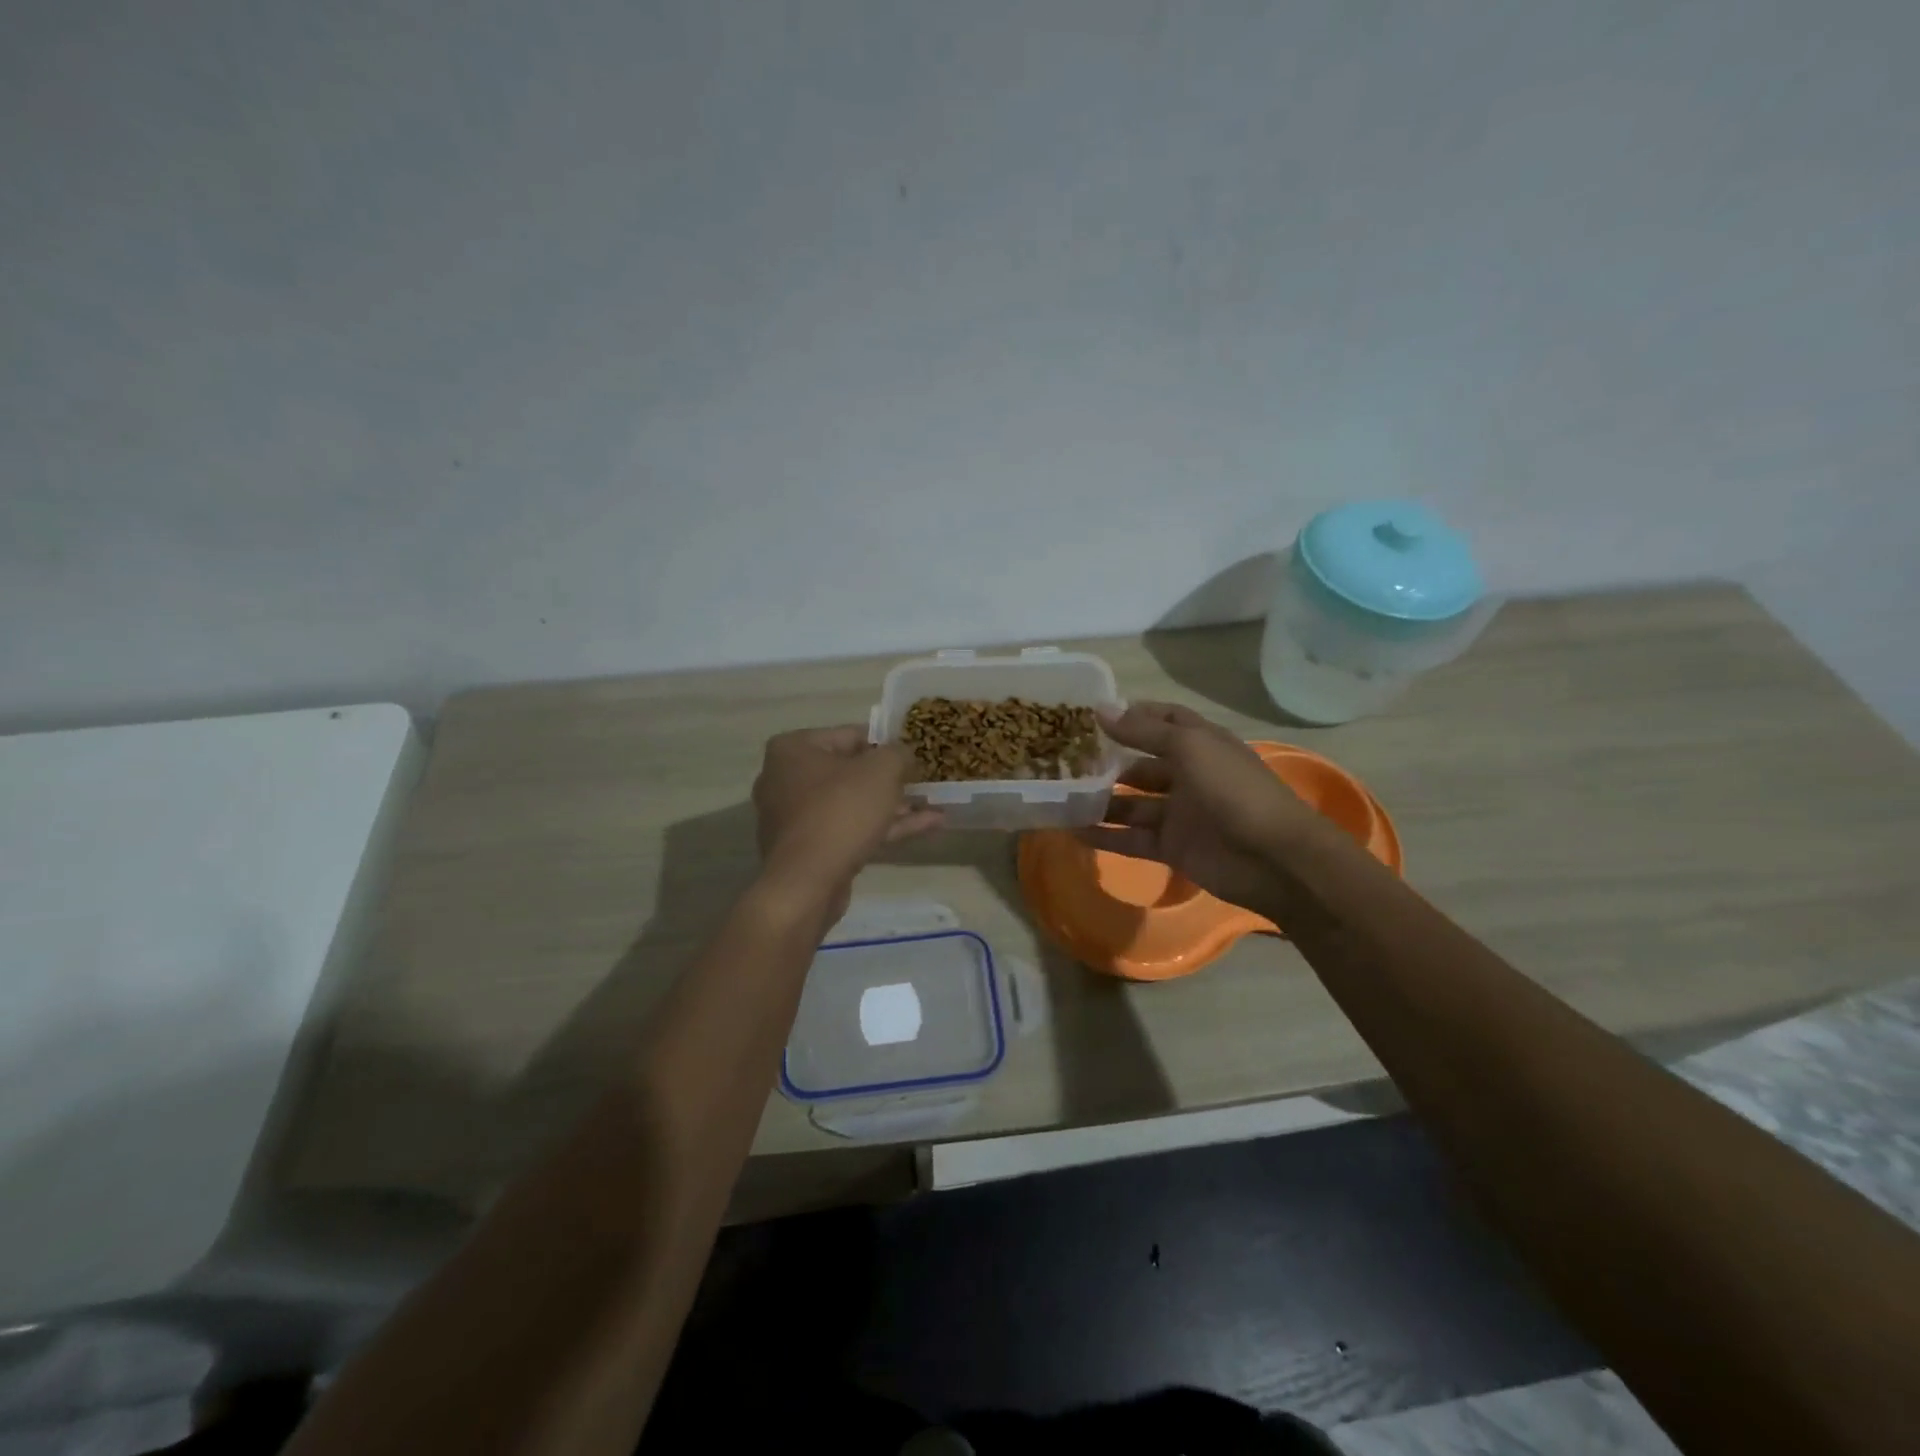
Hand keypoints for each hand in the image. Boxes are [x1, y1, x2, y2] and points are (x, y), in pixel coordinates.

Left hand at [752, 726, 942, 914]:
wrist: (807, 883)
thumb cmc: (841, 811)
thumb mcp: (881, 770)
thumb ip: (898, 753)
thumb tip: (904, 753)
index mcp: (793, 749)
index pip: (849, 735)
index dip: (887, 743)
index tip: (914, 753)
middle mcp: (785, 779)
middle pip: (850, 771)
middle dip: (891, 779)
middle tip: (924, 781)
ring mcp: (795, 818)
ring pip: (853, 804)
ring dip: (894, 806)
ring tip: (935, 807)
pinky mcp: (808, 850)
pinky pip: (851, 829)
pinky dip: (884, 827)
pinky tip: (926, 827)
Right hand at [1078, 702, 1313, 913]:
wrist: (1273, 859)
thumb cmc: (1233, 790)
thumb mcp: (1189, 748)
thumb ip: (1143, 731)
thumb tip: (1100, 709)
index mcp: (1201, 744)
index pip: (1165, 720)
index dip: (1133, 715)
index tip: (1092, 715)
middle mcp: (1189, 775)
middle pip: (1141, 764)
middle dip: (1107, 762)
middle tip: (1064, 759)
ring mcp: (1180, 814)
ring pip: (1132, 804)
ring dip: (1100, 801)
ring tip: (1059, 795)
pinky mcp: (1172, 847)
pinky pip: (1132, 839)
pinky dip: (1105, 836)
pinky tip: (1072, 831)